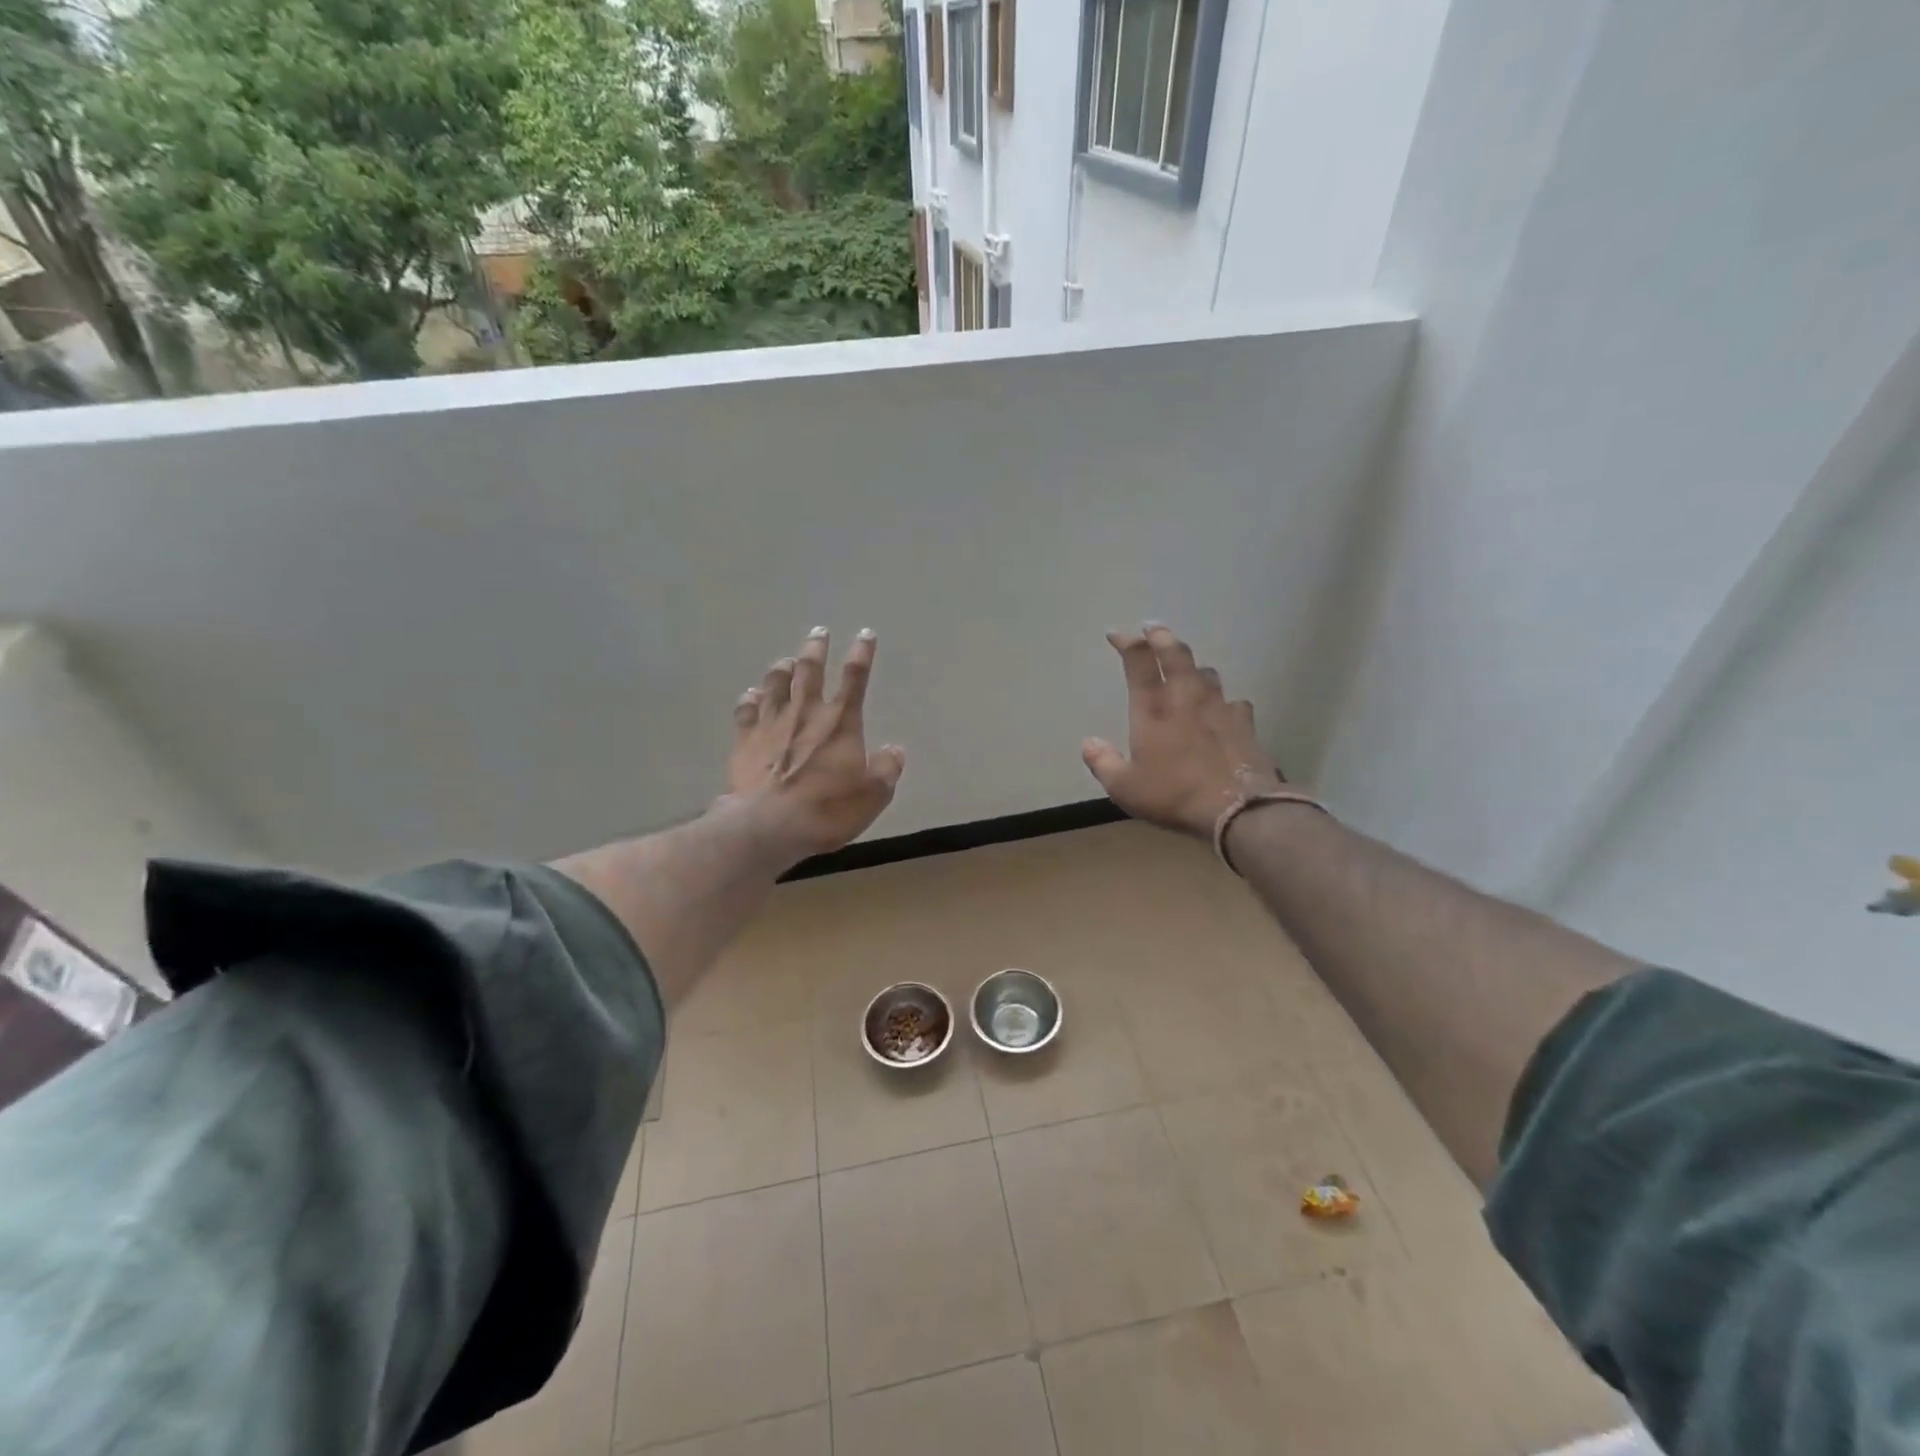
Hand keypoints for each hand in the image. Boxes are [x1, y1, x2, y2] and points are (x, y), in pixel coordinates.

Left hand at [720, 626, 905, 863]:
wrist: (768, 826)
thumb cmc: (826, 809)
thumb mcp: (872, 796)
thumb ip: (886, 770)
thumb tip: (895, 750)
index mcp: (840, 722)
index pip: (855, 678)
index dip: (862, 654)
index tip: (866, 634)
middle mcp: (806, 713)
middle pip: (810, 670)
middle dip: (816, 648)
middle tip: (818, 631)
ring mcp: (771, 724)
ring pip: (776, 684)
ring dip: (782, 669)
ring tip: (786, 660)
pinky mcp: (745, 740)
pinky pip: (746, 710)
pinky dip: (750, 699)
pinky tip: (751, 695)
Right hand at [1081, 623, 1283, 838]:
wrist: (1236, 808)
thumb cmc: (1173, 794)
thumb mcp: (1125, 787)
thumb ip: (1103, 762)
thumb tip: (1088, 743)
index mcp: (1152, 708)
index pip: (1138, 660)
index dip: (1126, 642)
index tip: (1116, 634)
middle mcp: (1185, 697)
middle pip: (1175, 653)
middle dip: (1161, 637)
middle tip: (1153, 628)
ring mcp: (1219, 706)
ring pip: (1206, 673)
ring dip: (1193, 667)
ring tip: (1187, 669)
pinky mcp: (1244, 722)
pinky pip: (1233, 702)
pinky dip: (1222, 701)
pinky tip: (1222, 709)